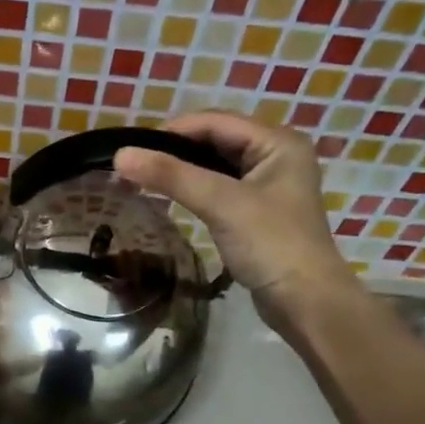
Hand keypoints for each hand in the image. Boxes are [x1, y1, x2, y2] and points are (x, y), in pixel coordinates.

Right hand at [114, 113, 356, 321]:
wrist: (304, 301)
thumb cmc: (270, 244)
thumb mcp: (220, 203)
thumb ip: (171, 177)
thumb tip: (120, 156)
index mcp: (278, 142)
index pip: (216, 122)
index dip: (173, 131)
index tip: (133, 149)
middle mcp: (277, 155)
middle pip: (216, 141)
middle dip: (176, 151)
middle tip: (136, 166)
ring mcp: (269, 185)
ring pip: (217, 166)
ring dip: (184, 171)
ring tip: (146, 181)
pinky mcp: (259, 212)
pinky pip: (221, 189)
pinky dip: (196, 191)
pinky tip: (172, 199)